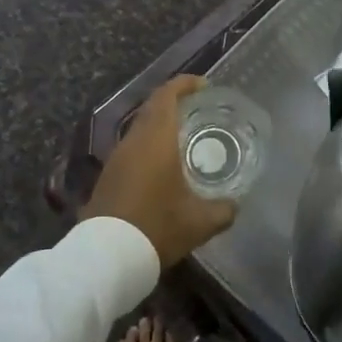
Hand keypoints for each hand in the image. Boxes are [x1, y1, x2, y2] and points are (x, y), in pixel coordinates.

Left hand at [82, 76, 236, 269]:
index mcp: (156, 139)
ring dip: (161, 125)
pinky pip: (133, 148)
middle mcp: (133, 141)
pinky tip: (164, 165)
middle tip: (199, 109)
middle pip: (152, 108)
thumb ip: (223, 210)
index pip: (167, 95)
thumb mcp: (200, 222)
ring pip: (140, 128)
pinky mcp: (108, 176)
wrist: (106, 257)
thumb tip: (234, 205)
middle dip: (175, 102)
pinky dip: (150, 145)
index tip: (204, 86)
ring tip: (185, 136)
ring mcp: (117, 158)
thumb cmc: (157, 227)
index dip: (184, 84)